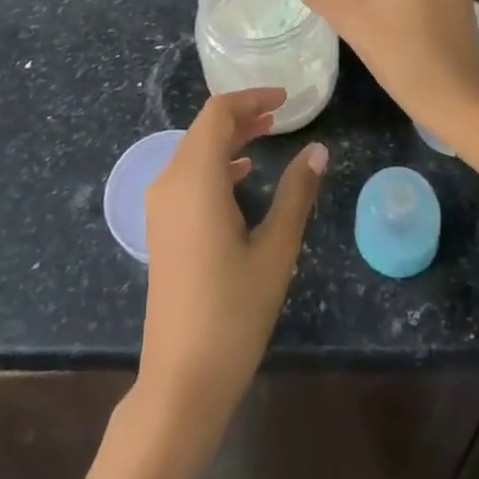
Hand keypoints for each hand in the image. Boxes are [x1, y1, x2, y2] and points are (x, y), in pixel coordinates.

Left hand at [138, 90, 326, 430]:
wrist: (182, 380)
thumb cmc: (233, 312)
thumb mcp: (275, 250)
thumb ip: (296, 193)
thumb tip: (318, 150)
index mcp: (195, 179)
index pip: (218, 114)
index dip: (250, 98)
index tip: (285, 99)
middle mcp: (170, 182)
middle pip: (204, 129)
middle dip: (241, 116)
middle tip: (281, 116)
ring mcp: (160, 206)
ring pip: (194, 152)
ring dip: (229, 139)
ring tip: (267, 136)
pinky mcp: (161, 227)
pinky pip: (187, 176)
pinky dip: (215, 164)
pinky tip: (241, 176)